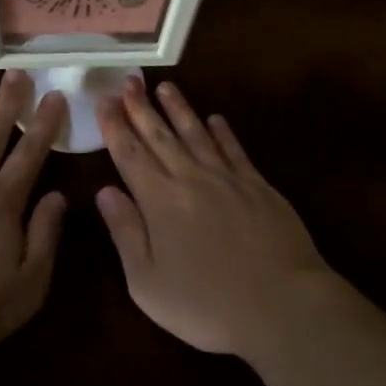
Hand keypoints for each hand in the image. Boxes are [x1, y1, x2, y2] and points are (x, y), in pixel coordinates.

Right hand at [95, 77, 335, 356]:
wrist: (281, 305)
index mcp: (160, 201)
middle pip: (161, 136)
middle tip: (129, 81)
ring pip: (197, 134)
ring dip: (179, 109)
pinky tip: (215, 119)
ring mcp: (229, 179)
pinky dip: (223, 132)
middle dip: (141, 107)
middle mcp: (191, 179)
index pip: (130, 154)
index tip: (104, 101)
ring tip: (165, 87)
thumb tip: (105, 191)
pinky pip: (235, 150)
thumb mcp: (147, 282)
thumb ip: (125, 233)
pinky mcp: (259, 186)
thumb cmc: (206, 304)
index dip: (115, 127)